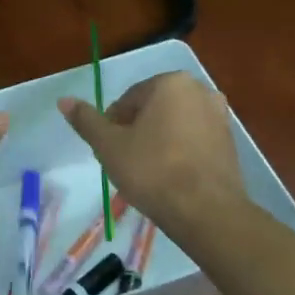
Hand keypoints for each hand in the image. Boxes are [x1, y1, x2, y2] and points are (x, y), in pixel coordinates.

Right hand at [58, 73, 243, 234]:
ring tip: (145, 172)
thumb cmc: (152, 170)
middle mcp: (200, 90)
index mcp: (170, 83)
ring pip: (174, 125)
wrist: (206, 211)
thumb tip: (64, 100)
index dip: (112, 125)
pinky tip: (169, 178)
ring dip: (157, 141)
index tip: (109, 150)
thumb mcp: (109, 145)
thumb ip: (87, 121)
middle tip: (124, 161)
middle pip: (152, 109)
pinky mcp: (230, 143)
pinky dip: (178, 152)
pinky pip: (193, 140)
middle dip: (136, 131)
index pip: (128, 99)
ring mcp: (220, 116)